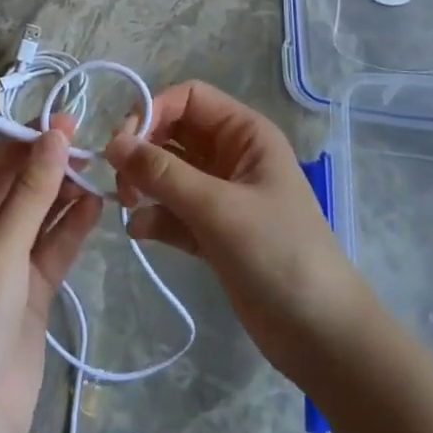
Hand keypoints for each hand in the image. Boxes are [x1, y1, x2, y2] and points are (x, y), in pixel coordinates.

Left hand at [0, 116, 102, 432]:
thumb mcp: (1, 244)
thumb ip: (33, 189)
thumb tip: (54, 134)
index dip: (29, 140)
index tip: (68, 121)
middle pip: (18, 188)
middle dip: (50, 166)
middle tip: (90, 146)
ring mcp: (4, 262)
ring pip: (39, 216)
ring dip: (65, 195)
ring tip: (99, 171)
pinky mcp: (29, 290)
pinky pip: (52, 248)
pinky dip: (72, 228)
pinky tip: (96, 207)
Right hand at [105, 81, 367, 377]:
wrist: (320, 335)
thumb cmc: (277, 254)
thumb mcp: (217, 208)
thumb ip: (162, 173)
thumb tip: (113, 144)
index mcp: (245, 134)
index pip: (189, 98)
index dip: (153, 110)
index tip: (122, 144)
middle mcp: (232, 156)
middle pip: (173, 132)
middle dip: (143, 149)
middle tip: (121, 180)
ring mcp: (222, 195)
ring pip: (169, 171)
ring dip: (144, 183)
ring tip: (129, 205)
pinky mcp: (212, 231)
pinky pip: (173, 210)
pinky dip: (154, 216)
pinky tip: (140, 232)